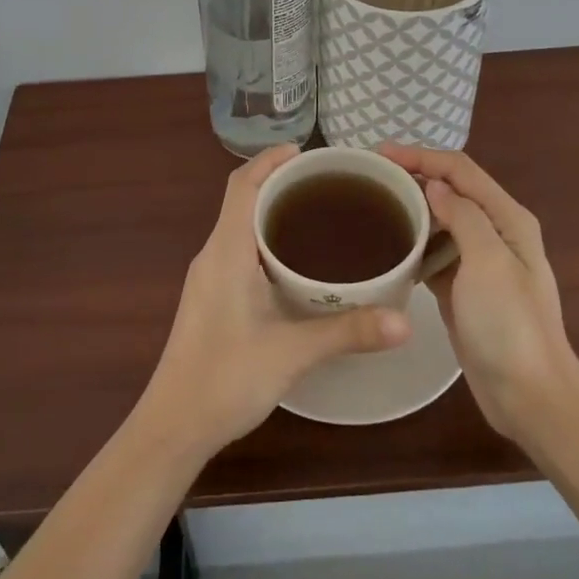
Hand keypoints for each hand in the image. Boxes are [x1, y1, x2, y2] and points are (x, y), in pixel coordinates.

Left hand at [138, 145, 411, 458]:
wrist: (174, 426)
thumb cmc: (225, 378)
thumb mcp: (292, 352)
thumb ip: (347, 332)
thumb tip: (404, 322)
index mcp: (226, 250)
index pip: (242, 185)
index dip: (269, 160)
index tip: (305, 152)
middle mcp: (213, 255)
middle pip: (242, 200)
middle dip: (278, 183)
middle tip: (326, 185)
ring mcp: (208, 278)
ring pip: (240, 227)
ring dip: (271, 212)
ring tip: (318, 216)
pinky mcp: (211, 299)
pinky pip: (239, 251)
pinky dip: (265, 240)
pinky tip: (295, 265)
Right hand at [379, 144, 578, 445]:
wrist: (531, 398)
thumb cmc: (510, 326)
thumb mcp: (487, 262)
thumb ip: (463, 216)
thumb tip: (434, 185)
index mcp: (508, 219)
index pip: (460, 171)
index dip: (421, 156)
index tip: (378, 154)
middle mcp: (496, 233)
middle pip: (451, 191)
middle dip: (413, 177)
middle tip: (369, 177)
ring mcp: (480, 263)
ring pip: (441, 222)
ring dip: (411, 209)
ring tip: (372, 204)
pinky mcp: (464, 290)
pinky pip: (435, 254)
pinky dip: (414, 244)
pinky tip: (388, 247)